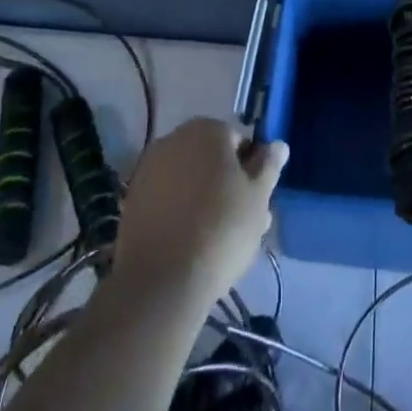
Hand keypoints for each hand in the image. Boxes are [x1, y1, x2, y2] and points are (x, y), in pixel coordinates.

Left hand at [111, 117, 287, 310]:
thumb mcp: (258, 198)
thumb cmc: (221, 230)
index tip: (258, 201)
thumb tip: (278, 144)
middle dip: (228, 184)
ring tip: (220, 239)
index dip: (252, 169)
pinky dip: (180, 212)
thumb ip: (269, 166)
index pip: (239, 140)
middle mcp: (175, 138)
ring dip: (205, 198)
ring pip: (189, 179)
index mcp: (207, 130)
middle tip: (243, 223)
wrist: (161, 281)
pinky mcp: (133, 199)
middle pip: (212, 159)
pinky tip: (191, 242)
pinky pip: (167, 198)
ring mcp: (149, 168)